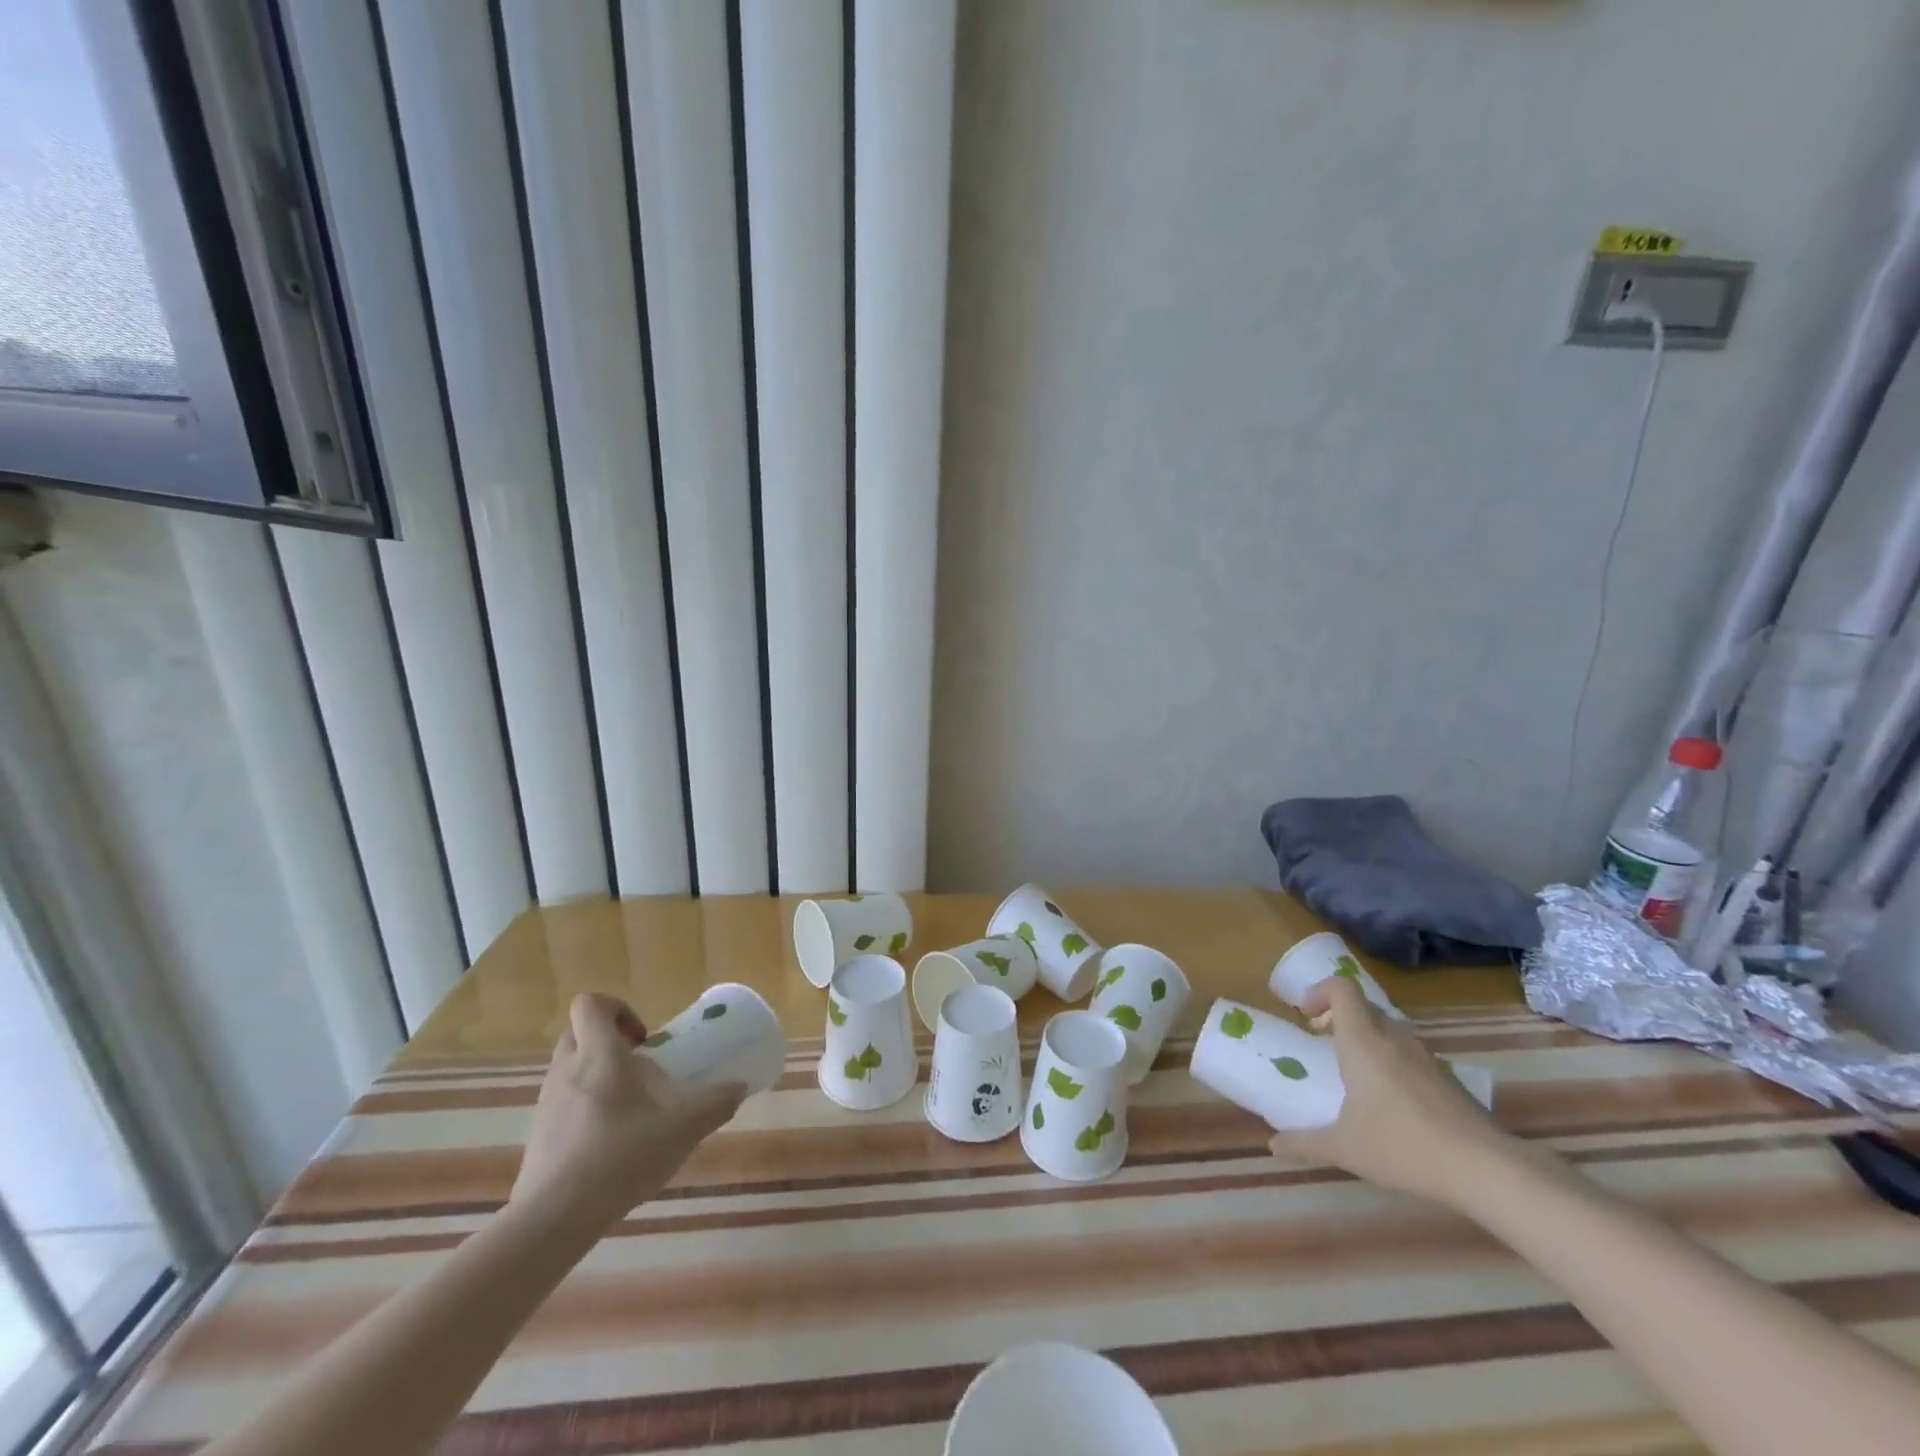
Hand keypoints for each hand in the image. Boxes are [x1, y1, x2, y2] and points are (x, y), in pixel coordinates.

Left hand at [510, 993, 745, 1234]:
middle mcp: (566, 1071)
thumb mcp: (681, 1130)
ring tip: (630, 1106)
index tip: (644, 1038)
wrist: (552, 1221)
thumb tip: (739, 1088)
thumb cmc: (618, 1159)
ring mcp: (547, 1103)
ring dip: (597, 1072)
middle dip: (608, 1040)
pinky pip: (562, 1101)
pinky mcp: (538, 1134)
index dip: (618, 1008)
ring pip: (569, 1067)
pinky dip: (585, 1106)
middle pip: (578, 1032)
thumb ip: (714, 1104)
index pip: (590, 1004)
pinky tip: (610, 1140)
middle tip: (640, 1066)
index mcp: (598, 1056)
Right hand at [1267, 977, 1515, 1206]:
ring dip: (1366, 1039)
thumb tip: (1273, 1145)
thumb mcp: (1344, 1148)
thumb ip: (1305, 1143)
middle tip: (1322, 1041)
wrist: (1484, 1168)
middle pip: (1363, 1007)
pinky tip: (1390, 1102)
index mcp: (1362, 1040)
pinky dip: (1391, 1061)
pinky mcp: (1447, 1079)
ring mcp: (1424, 1057)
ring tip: (1353, 1072)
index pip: (1341, 988)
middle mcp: (1393, 1038)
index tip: (1305, 1014)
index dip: (1319, 991)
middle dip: (1339, 1017)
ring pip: (1388, 1030)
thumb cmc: (1403, 1145)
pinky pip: (1409, 1054)